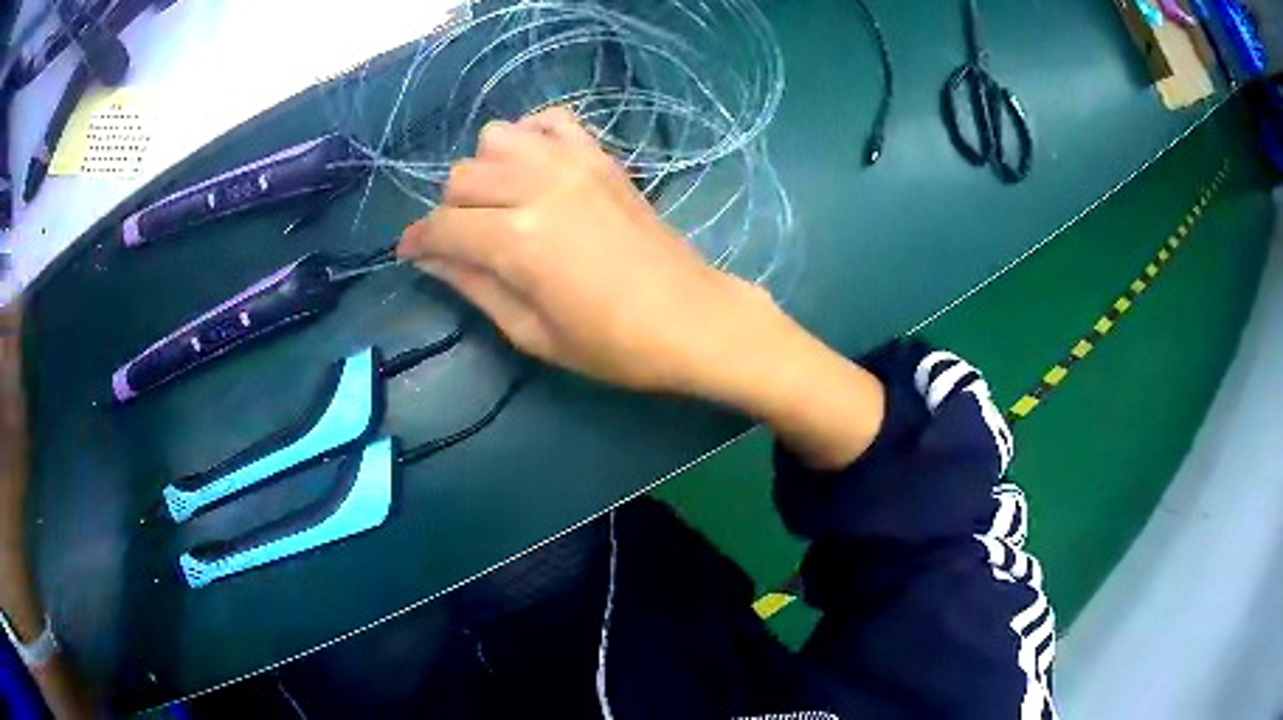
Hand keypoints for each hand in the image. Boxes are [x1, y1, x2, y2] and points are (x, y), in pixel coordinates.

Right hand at [400, 107, 885, 468]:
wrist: (692, 318)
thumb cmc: (613, 344)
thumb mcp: (531, 333)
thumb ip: (473, 287)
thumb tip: (429, 258)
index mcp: (516, 239)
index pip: (441, 226)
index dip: (417, 242)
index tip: (411, 254)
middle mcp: (537, 186)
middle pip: (462, 177)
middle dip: (450, 211)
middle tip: (466, 243)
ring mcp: (573, 163)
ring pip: (496, 138)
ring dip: (485, 170)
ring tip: (500, 203)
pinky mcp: (602, 156)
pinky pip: (550, 121)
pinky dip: (531, 136)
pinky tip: (535, 166)